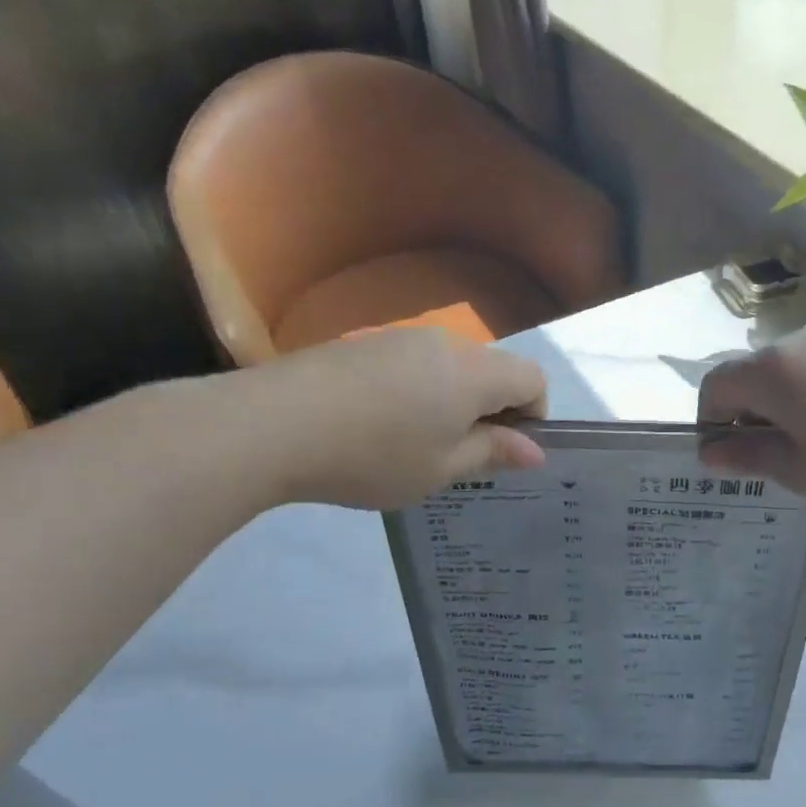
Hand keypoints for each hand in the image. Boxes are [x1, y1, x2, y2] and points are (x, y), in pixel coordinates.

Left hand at [225, 328, 547, 510]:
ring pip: (451, 366)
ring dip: (454, 399)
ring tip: (417, 442)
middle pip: (493, 369)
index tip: (507, 449)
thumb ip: (492, 453)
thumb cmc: (372, 456)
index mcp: (474, 374)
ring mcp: (401, 337)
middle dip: (493, 408)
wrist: (271, 425)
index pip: (533, 378)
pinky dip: (419, 390)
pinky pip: (414, 363)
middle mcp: (445, 343)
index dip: (534, 414)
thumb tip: (534, 451)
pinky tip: (380, 423)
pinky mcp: (364, 342)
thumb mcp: (440, 469)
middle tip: (462, 454)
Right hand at [697, 326, 805, 511]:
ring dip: (790, 405)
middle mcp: (799, 341)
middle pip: (754, 375)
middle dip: (753, 416)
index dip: (710, 422)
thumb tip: (711, 452)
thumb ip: (750, 458)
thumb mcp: (803, 472)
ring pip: (794, 370)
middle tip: (780, 461)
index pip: (715, 385)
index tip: (731, 459)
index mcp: (771, 370)